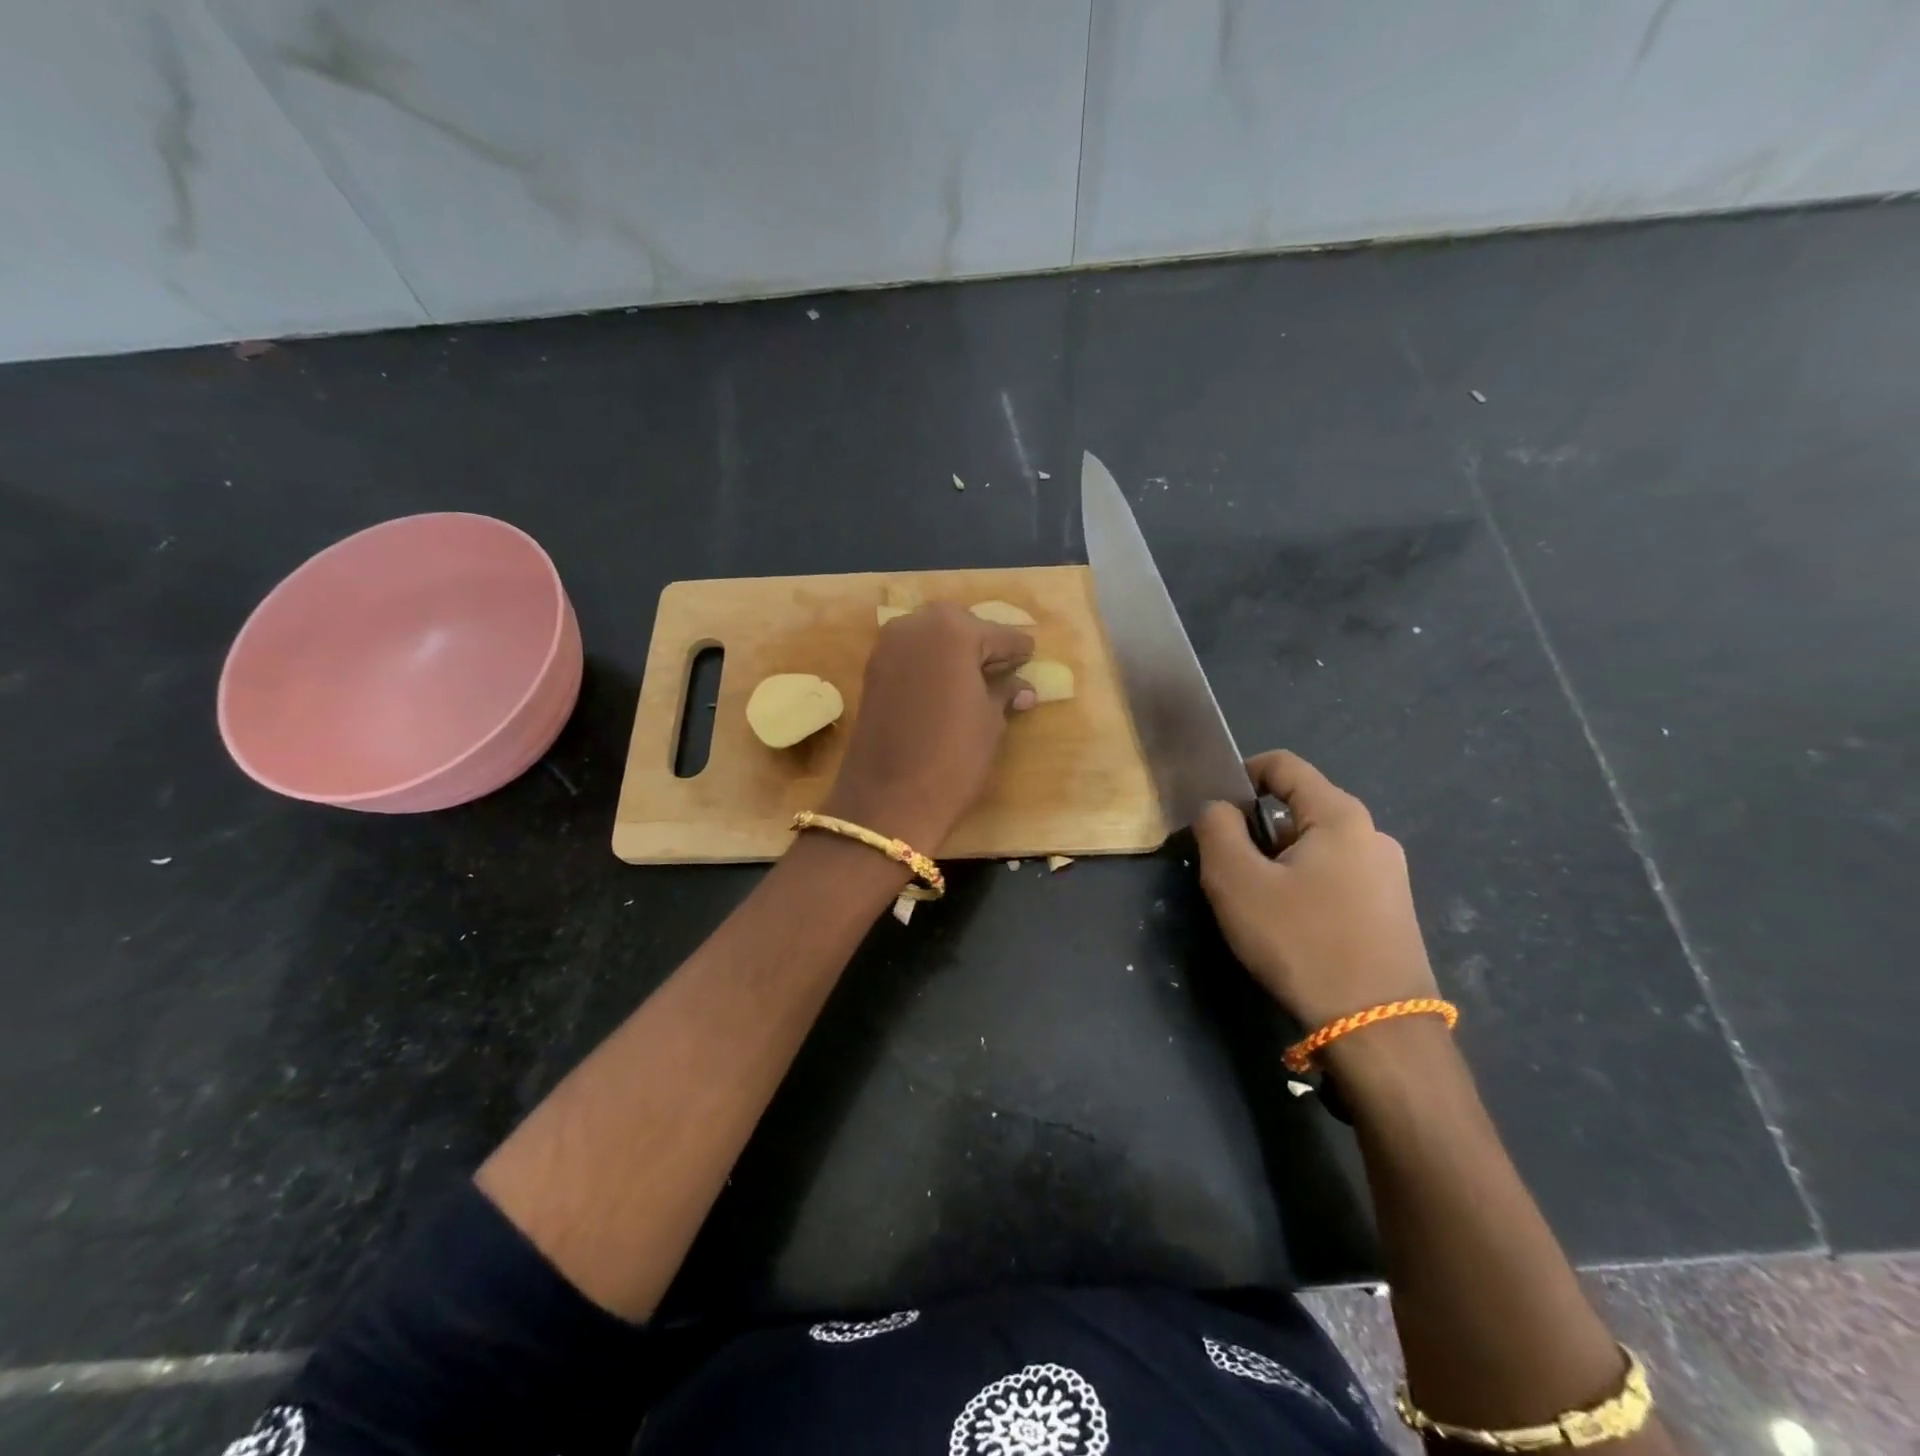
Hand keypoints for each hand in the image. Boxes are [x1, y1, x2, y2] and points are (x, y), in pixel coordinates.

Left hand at [820, 603, 1034, 849]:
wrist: (887, 800)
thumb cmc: (953, 758)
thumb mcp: (990, 724)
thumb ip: (1004, 693)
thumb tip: (1023, 687)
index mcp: (954, 631)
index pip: (999, 634)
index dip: (1019, 649)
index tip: (1031, 655)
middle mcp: (916, 626)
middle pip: (960, 627)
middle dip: (982, 643)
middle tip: (1002, 668)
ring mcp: (887, 646)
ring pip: (931, 637)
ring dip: (953, 651)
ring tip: (974, 679)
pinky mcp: (871, 670)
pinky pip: (910, 654)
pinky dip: (929, 663)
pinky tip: (945, 686)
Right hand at [1193, 751, 1437, 1030]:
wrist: (1378, 1032)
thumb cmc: (1302, 943)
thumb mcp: (1237, 881)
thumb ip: (1216, 830)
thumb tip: (1218, 810)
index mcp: (1340, 815)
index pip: (1282, 764)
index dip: (1240, 775)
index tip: (1213, 813)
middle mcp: (1372, 834)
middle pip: (1298, 808)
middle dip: (1256, 830)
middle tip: (1228, 871)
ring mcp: (1389, 875)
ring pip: (1315, 847)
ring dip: (1278, 863)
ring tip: (1257, 906)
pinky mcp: (1392, 911)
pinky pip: (1335, 878)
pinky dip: (1304, 887)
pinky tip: (1292, 929)